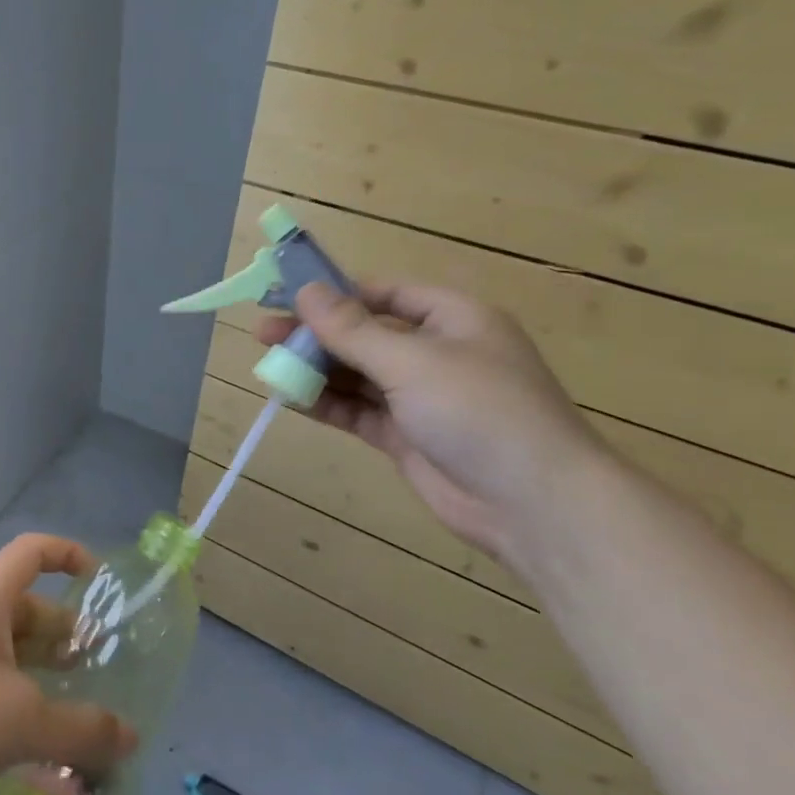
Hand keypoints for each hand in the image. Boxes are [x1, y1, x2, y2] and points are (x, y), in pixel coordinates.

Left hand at [0, 534, 138, 794]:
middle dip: (66, 632)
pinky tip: (41, 745)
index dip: (66, 554)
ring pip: (10, 655)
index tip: (99, 581)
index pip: (30, 552)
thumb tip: (132, 737)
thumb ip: (81, 729)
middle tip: (104, 669)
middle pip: (27, 609)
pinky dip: (20, 707)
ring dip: (45, 675)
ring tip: (83, 711)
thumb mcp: (20, 720)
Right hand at [257, 281, 607, 562]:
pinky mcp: (407, 436)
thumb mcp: (412, 361)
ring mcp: (421, 398)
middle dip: (316, 334)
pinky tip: (290, 399)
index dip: (335, 293)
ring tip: (268, 366)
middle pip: (365, 335)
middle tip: (263, 333)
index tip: (286, 294)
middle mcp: (437, 353)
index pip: (385, 294)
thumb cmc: (479, 411)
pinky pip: (358, 411)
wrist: (532, 503)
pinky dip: (327, 404)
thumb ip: (352, 329)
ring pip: (358, 375)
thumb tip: (305, 290)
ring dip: (316, 370)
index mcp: (453, 319)